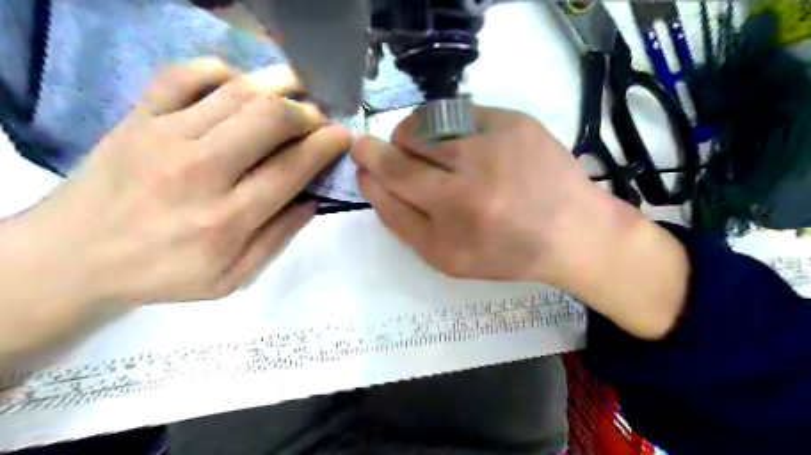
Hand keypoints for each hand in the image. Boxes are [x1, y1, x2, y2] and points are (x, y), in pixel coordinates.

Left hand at [0, 57, 344, 354]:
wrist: (71, 257)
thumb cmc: (161, 273)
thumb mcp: (231, 278)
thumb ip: (276, 239)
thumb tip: (312, 200)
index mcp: (227, 218)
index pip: (292, 168)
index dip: (325, 145)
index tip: (343, 135)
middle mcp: (200, 171)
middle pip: (269, 120)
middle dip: (307, 112)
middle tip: (318, 118)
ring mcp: (165, 137)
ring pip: (235, 92)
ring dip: (277, 86)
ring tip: (295, 92)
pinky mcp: (138, 118)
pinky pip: (183, 75)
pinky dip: (220, 70)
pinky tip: (239, 84)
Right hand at [352, 106, 685, 339]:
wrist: (572, 232)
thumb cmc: (504, 252)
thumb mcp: (445, 257)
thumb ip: (401, 221)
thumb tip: (370, 179)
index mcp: (455, 210)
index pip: (393, 173)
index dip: (370, 160)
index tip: (361, 154)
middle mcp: (474, 170)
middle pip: (406, 142)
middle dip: (390, 148)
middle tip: (399, 160)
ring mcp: (497, 138)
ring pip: (429, 121)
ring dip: (419, 138)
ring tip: (436, 158)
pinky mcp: (515, 120)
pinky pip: (460, 112)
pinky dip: (449, 129)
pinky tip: (465, 149)